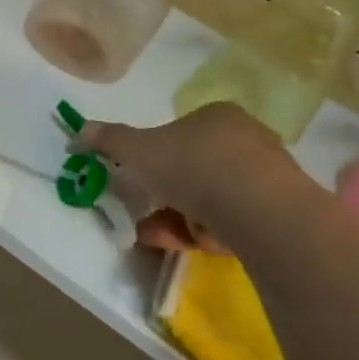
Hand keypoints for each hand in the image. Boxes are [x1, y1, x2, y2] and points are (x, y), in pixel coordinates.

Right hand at [81, 104, 293, 252]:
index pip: (178, 132)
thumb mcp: (137, 150)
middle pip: (191, 169)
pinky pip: (231, 221)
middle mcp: (247, 139)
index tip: (137, 179)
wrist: (261, 211)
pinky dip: (207, 232)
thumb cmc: (194, 167)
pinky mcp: (279, 212)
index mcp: (217, 115)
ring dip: (179, 218)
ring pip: (209, 199)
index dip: (153, 157)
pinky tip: (194, 243)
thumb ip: (108, 139)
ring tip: (161, 235)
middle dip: (164, 196)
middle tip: (144, 214)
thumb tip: (79, 131)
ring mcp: (267, 176)